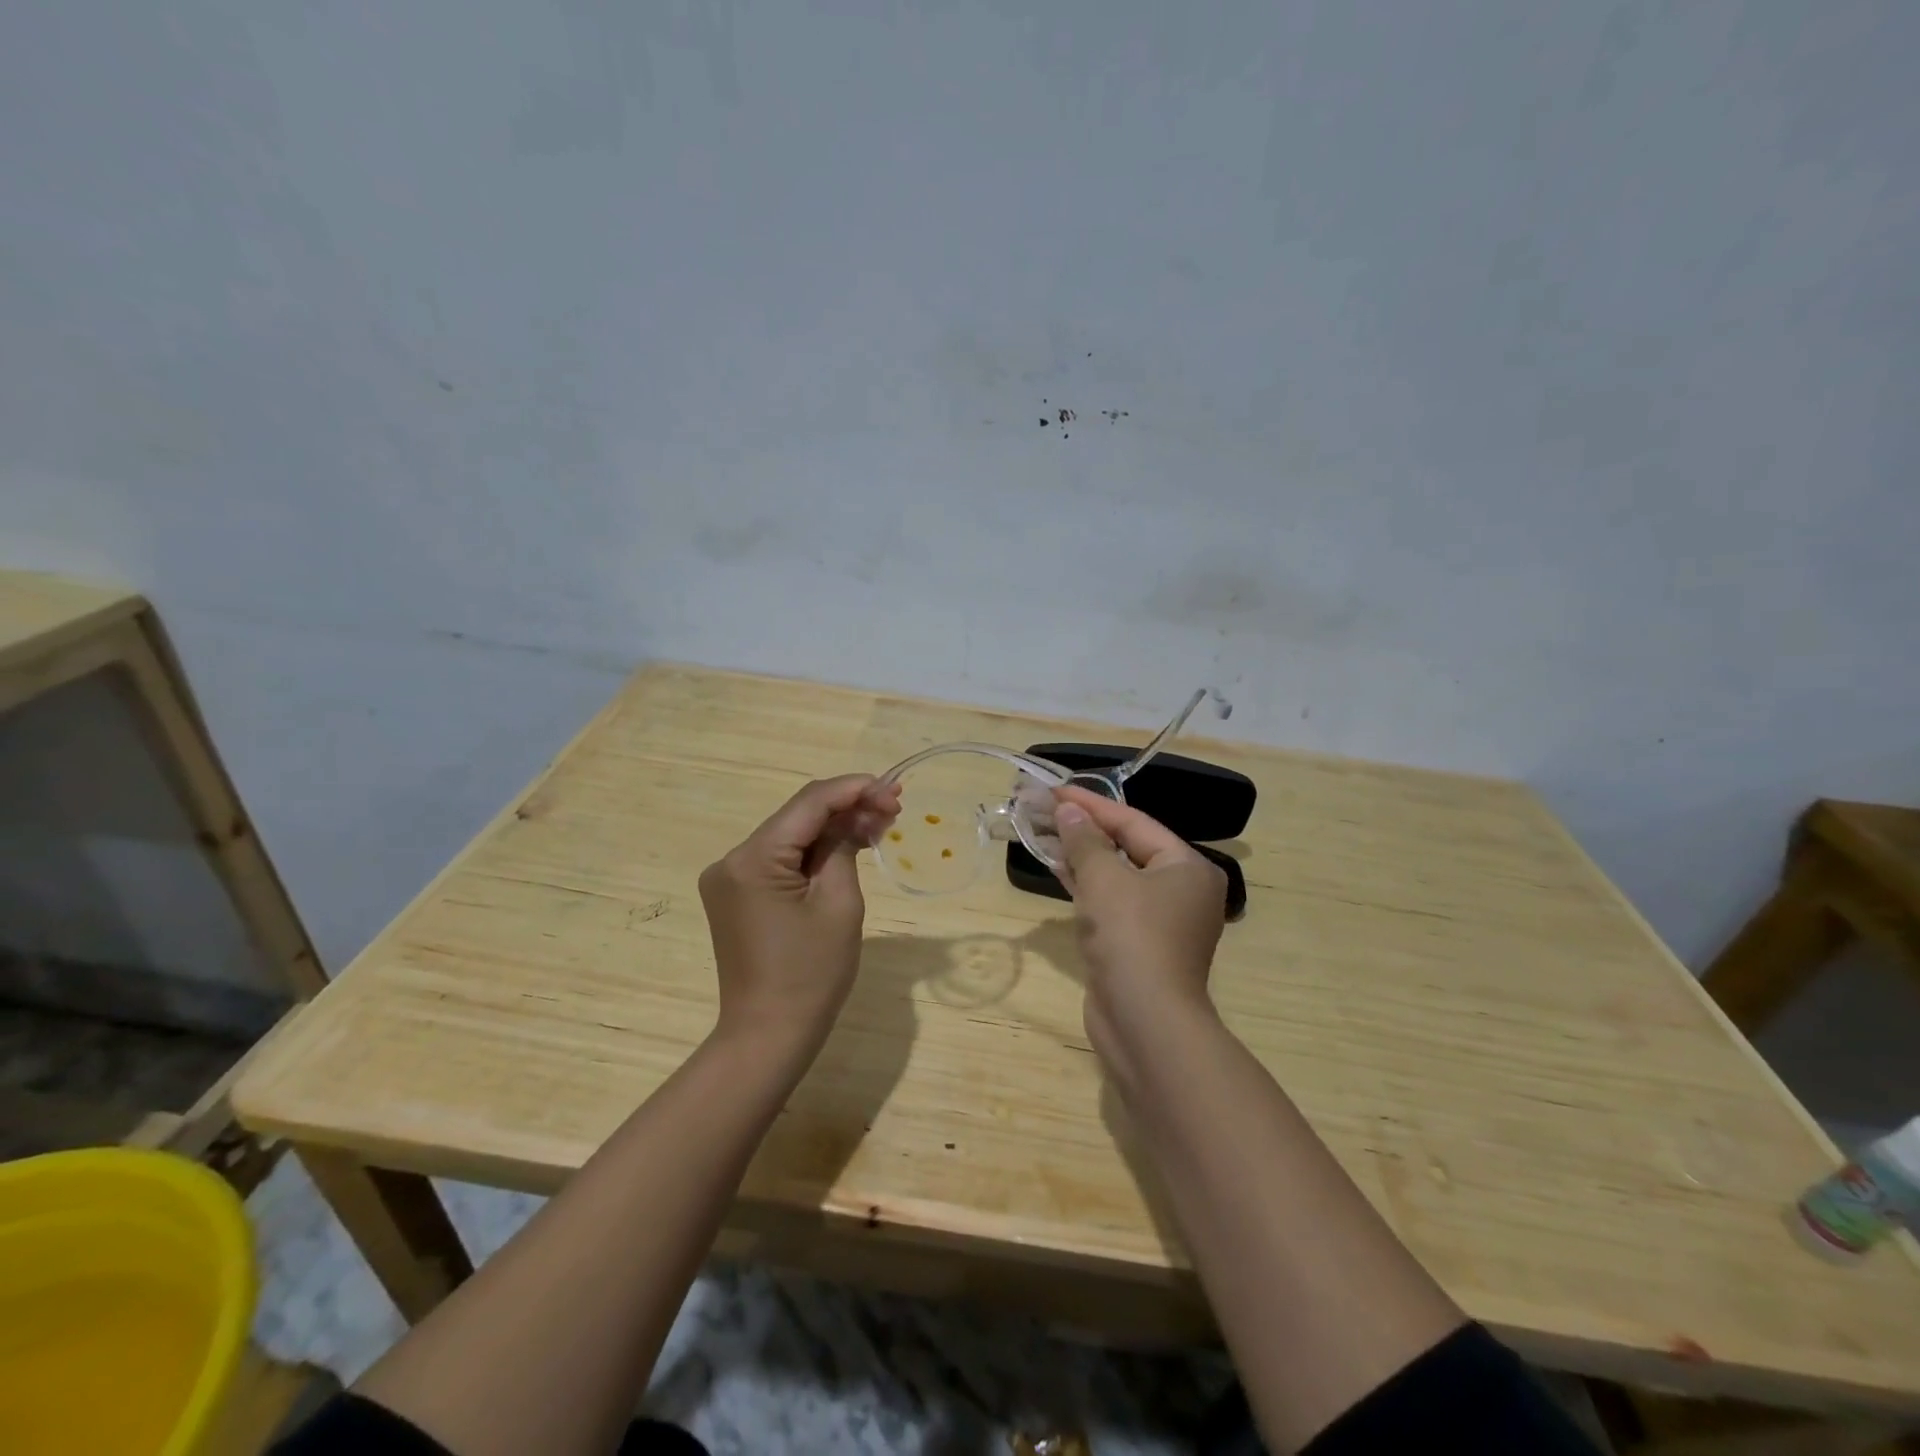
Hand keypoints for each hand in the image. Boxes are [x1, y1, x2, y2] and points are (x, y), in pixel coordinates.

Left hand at [698, 774, 899, 1056]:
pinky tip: (846, 846)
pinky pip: (780, 859)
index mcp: (752, 859)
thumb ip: (844, 847)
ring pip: (790, 835)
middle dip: (846, 807)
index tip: (892, 789)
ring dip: (832, 828)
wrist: (769, 1035)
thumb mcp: (839, 903)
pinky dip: (813, 852)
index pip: (809, 803)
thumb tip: (855, 818)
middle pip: (797, 816)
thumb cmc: (811, 974)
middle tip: (893, 808)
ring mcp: (729, 877)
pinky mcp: (736, 894)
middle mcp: (731, 859)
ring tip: (879, 825)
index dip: (854, 789)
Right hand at [1052, 785, 1227, 1056]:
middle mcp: (1181, 891)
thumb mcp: (1104, 879)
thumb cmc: (1131, 937)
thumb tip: (1068, 811)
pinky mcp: (1138, 946)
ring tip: (1044, 832)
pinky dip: (1086, 885)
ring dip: (1081, 856)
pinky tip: (1058, 868)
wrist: (1144, 1022)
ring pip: (1116, 876)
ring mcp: (1160, 922)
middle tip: (1045, 809)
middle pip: (1127, 847)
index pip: (1134, 822)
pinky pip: (1111, 903)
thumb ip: (1085, 840)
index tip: (1054, 790)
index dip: (1091, 804)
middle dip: (1085, 829)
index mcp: (1187, 867)